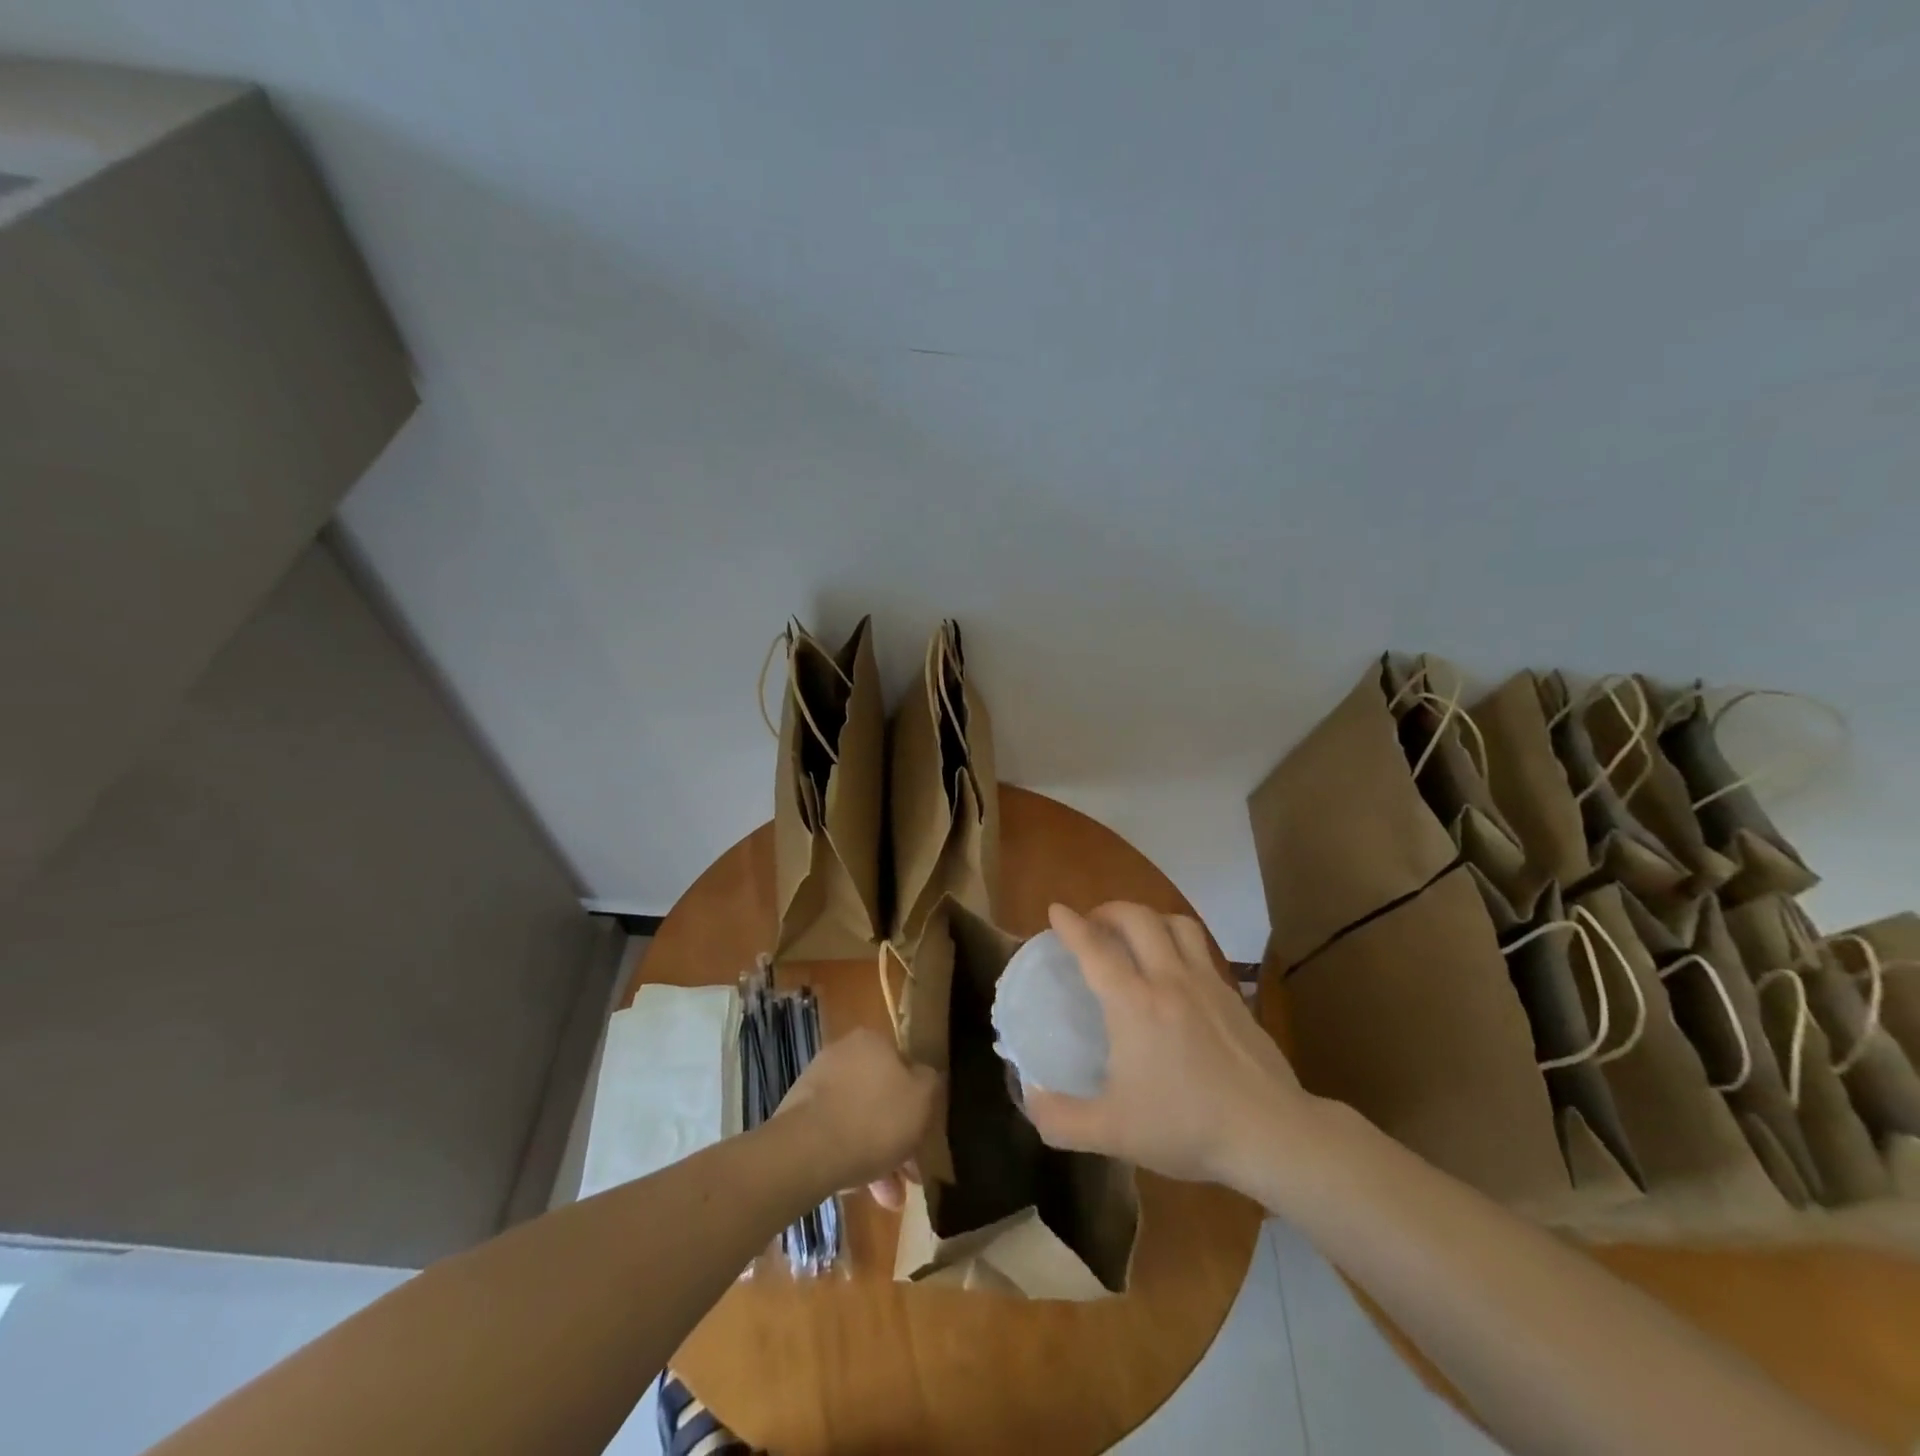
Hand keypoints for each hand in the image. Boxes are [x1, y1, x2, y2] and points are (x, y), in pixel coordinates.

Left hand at [774, 1026, 938, 1208]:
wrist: (807, 1151)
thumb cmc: (874, 1118)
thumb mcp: (922, 1098)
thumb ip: (930, 1082)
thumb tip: (926, 1077)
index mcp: (872, 1040)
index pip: (904, 1065)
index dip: (918, 1101)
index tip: (925, 1134)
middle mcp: (842, 1053)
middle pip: (880, 1096)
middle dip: (897, 1137)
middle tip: (909, 1173)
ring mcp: (816, 1085)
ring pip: (858, 1119)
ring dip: (876, 1155)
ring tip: (888, 1197)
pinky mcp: (797, 1116)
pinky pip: (834, 1135)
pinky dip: (850, 1158)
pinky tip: (861, 1192)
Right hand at [1024, 902, 1310, 1187]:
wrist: (1271, 1133)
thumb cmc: (1186, 1126)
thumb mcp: (1113, 1133)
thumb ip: (1061, 1120)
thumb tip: (1029, 1100)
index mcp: (1134, 1003)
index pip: (1095, 948)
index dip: (1071, 925)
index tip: (1056, 910)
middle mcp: (1169, 979)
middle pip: (1137, 918)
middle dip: (1109, 910)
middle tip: (1094, 924)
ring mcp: (1206, 983)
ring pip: (1176, 923)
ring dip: (1148, 918)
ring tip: (1135, 935)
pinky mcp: (1233, 995)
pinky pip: (1201, 948)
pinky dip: (1179, 942)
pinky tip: (1176, 970)